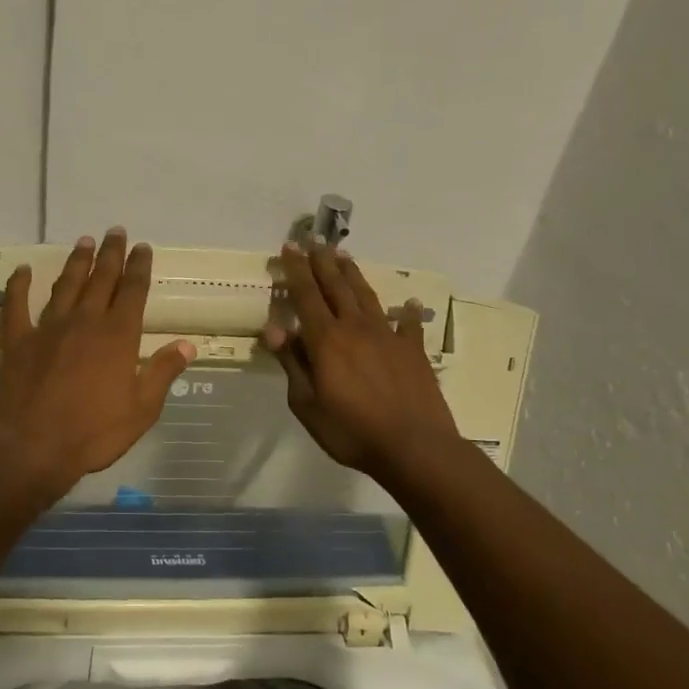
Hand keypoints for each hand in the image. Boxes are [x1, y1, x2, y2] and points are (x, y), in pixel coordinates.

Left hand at [0, 229, 196, 498]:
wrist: (32, 448)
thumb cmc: (93, 433)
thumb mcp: (142, 409)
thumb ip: (163, 372)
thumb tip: (188, 344)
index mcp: (118, 336)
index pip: (133, 291)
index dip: (139, 267)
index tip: (143, 247)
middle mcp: (85, 322)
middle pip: (101, 279)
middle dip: (111, 254)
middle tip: (116, 232)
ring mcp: (48, 328)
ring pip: (65, 286)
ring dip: (76, 262)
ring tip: (84, 242)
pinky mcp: (17, 341)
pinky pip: (16, 305)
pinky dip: (19, 285)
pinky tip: (22, 270)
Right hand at [263, 241, 460, 480]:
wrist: (414, 447)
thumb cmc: (351, 431)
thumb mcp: (307, 404)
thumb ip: (292, 364)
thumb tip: (274, 327)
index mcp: (326, 340)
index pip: (306, 296)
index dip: (296, 270)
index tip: (289, 248)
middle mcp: (356, 328)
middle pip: (336, 287)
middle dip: (322, 263)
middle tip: (314, 242)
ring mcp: (388, 336)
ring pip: (367, 296)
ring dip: (353, 275)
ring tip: (344, 257)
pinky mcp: (413, 350)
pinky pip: (408, 324)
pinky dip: (406, 312)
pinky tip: (407, 303)